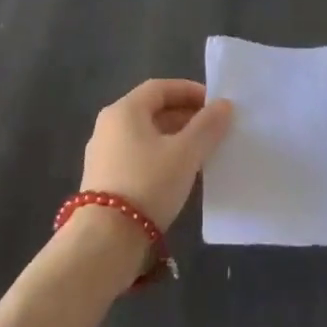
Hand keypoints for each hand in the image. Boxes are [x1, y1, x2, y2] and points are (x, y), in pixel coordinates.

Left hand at [80, 79, 233, 230]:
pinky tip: (180, 173)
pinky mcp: (105, 179)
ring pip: (146, 135)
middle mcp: (109, 126)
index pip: (160, 88)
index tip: (215, 104)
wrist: (106, 239)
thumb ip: (207, 126)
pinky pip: (139, 156)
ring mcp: (103, 153)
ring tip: (203, 151)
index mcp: (124, 110)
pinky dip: (162, 156)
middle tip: (214, 128)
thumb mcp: (185, 153)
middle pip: (151, 110)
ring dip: (175, 138)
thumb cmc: (148, 183)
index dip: (189, 91)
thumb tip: (223, 105)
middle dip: (185, 116)